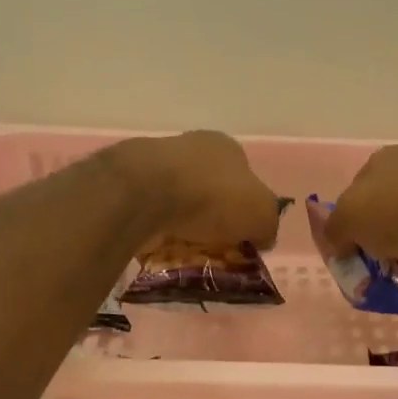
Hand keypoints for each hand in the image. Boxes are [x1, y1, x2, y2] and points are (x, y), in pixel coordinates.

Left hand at [112, 131, 283, 249]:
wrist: (147, 192)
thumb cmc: (214, 197)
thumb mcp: (262, 215)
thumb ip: (268, 226)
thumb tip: (262, 237)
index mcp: (227, 147)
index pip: (244, 180)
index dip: (246, 209)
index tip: (242, 236)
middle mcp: (193, 147)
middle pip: (210, 189)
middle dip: (213, 217)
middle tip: (215, 247)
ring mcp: (158, 162)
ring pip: (178, 200)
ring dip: (183, 223)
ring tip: (186, 251)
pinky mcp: (130, 183)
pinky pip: (151, 212)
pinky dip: (157, 229)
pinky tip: (160, 246)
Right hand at [323, 145, 397, 292]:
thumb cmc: (395, 210)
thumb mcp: (345, 216)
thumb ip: (332, 230)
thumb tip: (336, 244)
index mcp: (387, 161)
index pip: (357, 191)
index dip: (347, 219)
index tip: (343, 244)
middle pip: (382, 221)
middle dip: (373, 247)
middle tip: (365, 267)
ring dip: (397, 264)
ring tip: (395, 274)